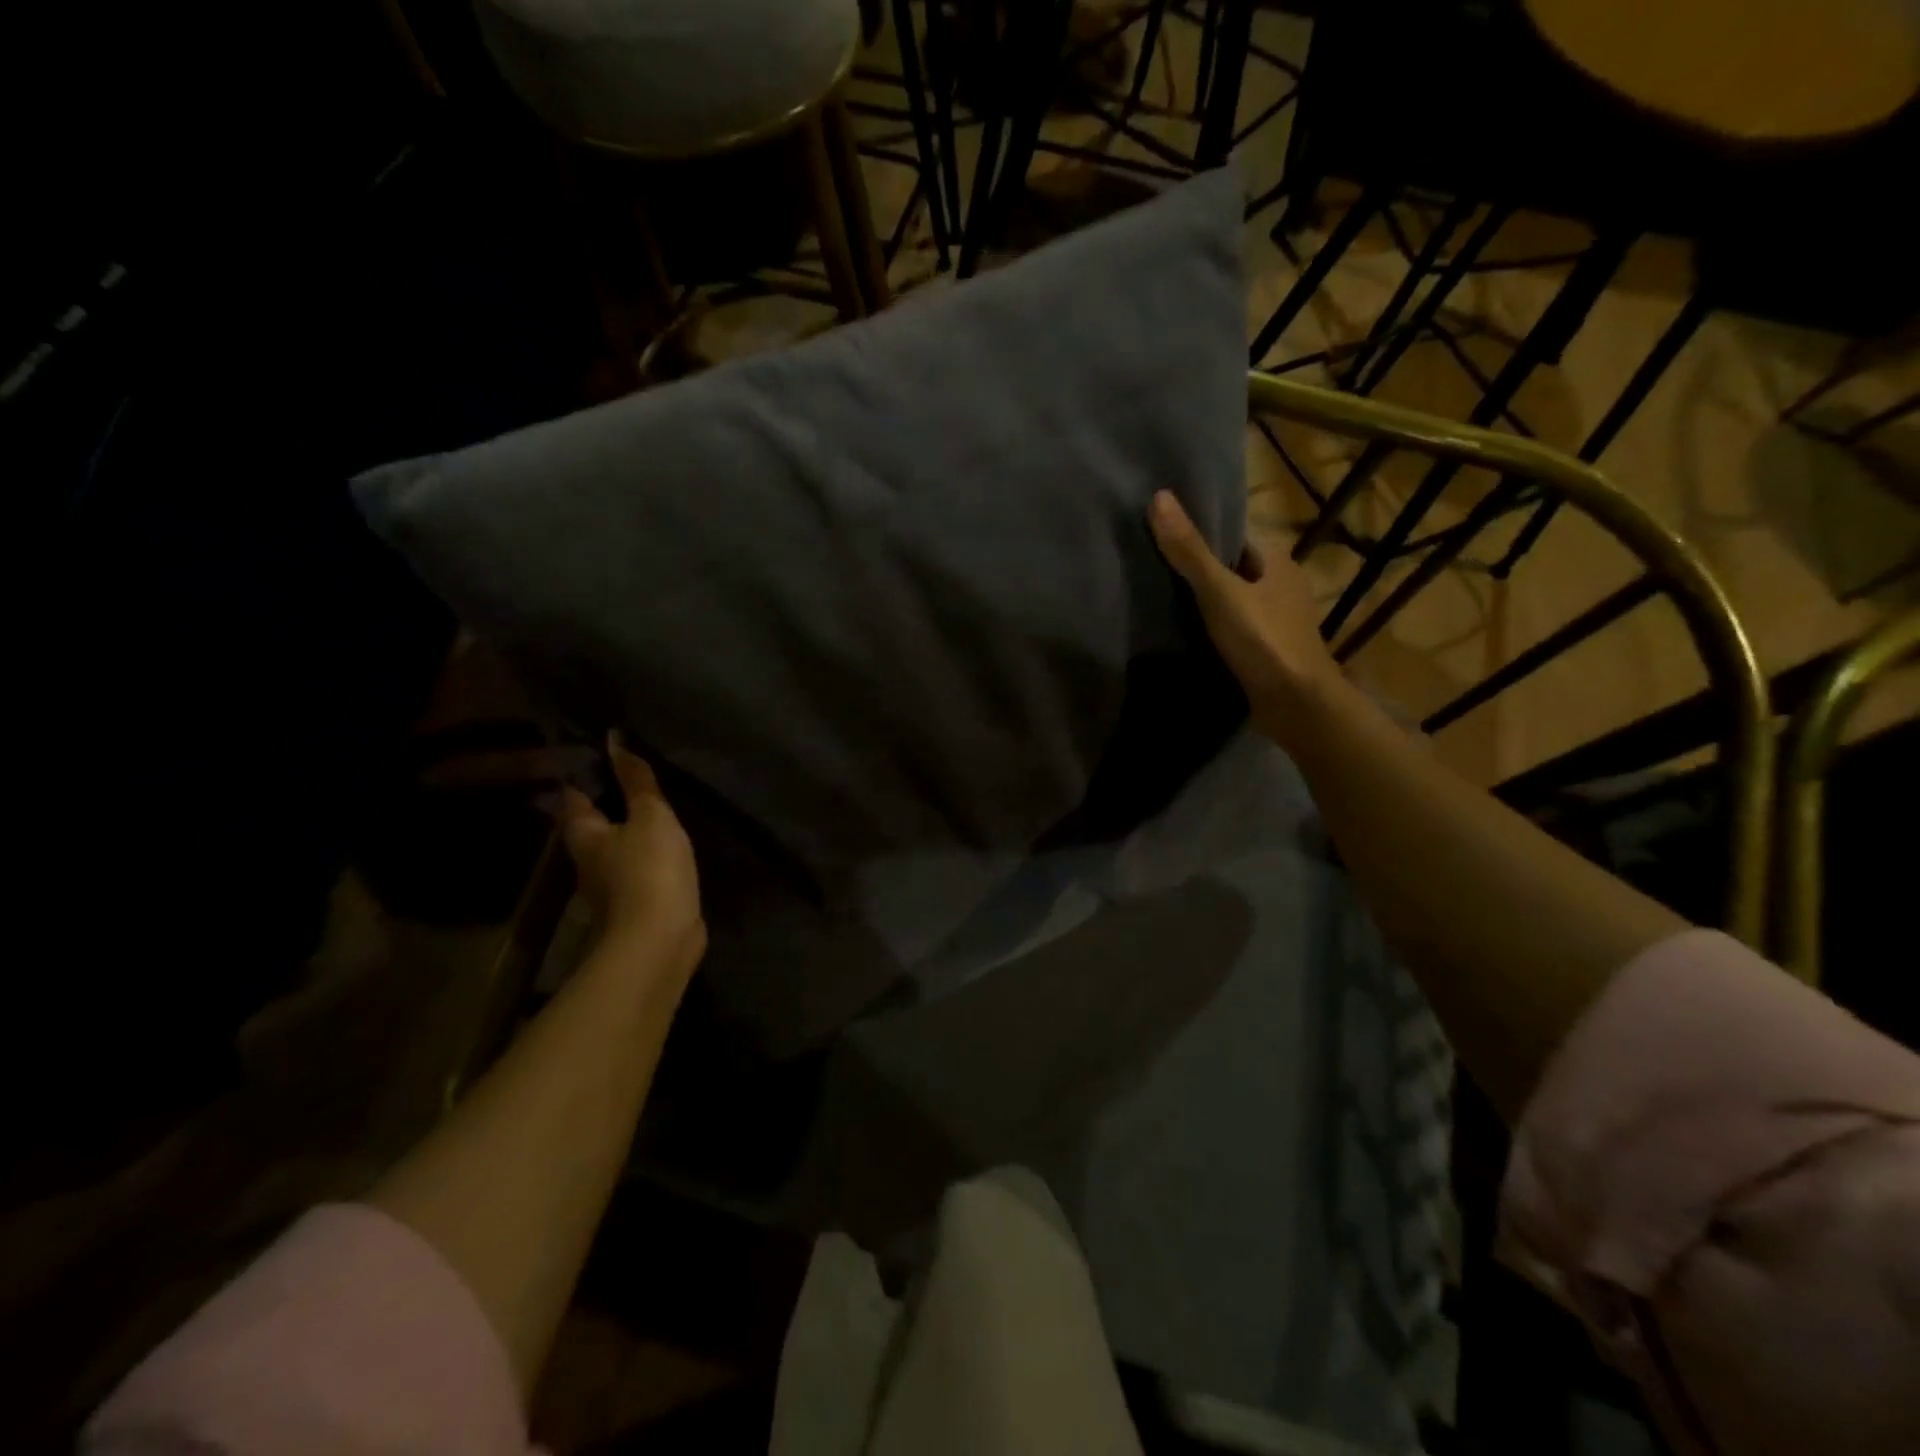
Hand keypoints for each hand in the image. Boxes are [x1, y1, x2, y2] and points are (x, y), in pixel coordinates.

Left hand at [555, 735, 705, 977]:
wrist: (659, 939)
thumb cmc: (649, 869)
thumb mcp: (650, 816)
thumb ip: (636, 781)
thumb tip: (613, 739)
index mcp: (583, 833)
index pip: (573, 794)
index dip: (583, 772)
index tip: (600, 751)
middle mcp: (587, 859)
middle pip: (590, 823)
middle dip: (605, 802)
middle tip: (630, 776)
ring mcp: (609, 885)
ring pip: (614, 847)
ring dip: (627, 830)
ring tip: (652, 807)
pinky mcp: (634, 903)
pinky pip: (637, 867)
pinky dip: (646, 853)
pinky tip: (665, 845)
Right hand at [1149, 490, 1342, 748]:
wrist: (1296, 705)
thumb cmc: (1263, 640)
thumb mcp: (1219, 591)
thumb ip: (1189, 550)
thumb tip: (1159, 497)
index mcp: (1278, 561)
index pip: (1235, 537)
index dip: (1202, 534)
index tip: (1164, 537)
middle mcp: (1283, 586)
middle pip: (1234, 569)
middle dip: (1201, 570)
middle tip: (1154, 570)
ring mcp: (1278, 622)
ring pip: (1235, 601)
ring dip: (1207, 603)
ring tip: (1162, 602)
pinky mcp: (1269, 652)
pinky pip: (1236, 630)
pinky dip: (1214, 630)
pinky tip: (1186, 636)